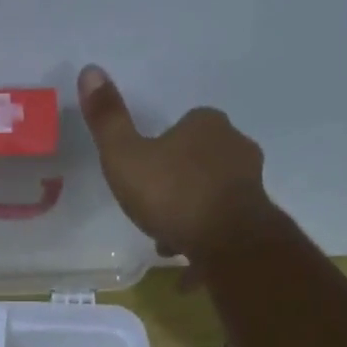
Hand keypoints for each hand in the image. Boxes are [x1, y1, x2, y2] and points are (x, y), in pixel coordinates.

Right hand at [77, 65, 275, 265]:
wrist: (227, 242)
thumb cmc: (173, 195)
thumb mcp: (125, 157)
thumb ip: (108, 120)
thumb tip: (90, 69)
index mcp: (206, 125)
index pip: (181, 128)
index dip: (159, 155)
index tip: (144, 181)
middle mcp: (235, 148)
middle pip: (197, 166)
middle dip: (176, 190)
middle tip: (154, 217)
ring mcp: (251, 186)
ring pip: (212, 201)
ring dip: (191, 222)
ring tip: (170, 248)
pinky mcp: (257, 223)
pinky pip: (224, 235)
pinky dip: (207, 252)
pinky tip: (188, 277)